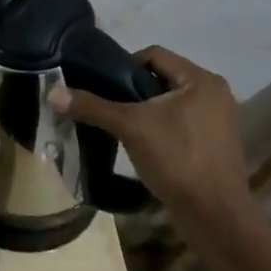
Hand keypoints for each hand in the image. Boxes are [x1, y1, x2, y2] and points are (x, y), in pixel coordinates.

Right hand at [49, 44, 249, 212]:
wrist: (214, 216)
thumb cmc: (177, 159)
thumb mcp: (130, 127)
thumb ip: (93, 106)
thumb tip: (52, 92)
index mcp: (201, 80)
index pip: (154, 55)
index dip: (122, 66)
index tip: (102, 86)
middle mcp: (214, 94)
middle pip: (160, 79)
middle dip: (131, 91)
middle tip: (107, 108)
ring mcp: (218, 121)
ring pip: (168, 104)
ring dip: (143, 112)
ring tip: (119, 128)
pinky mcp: (214, 145)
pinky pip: (179, 124)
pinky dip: (158, 129)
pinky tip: (140, 146)